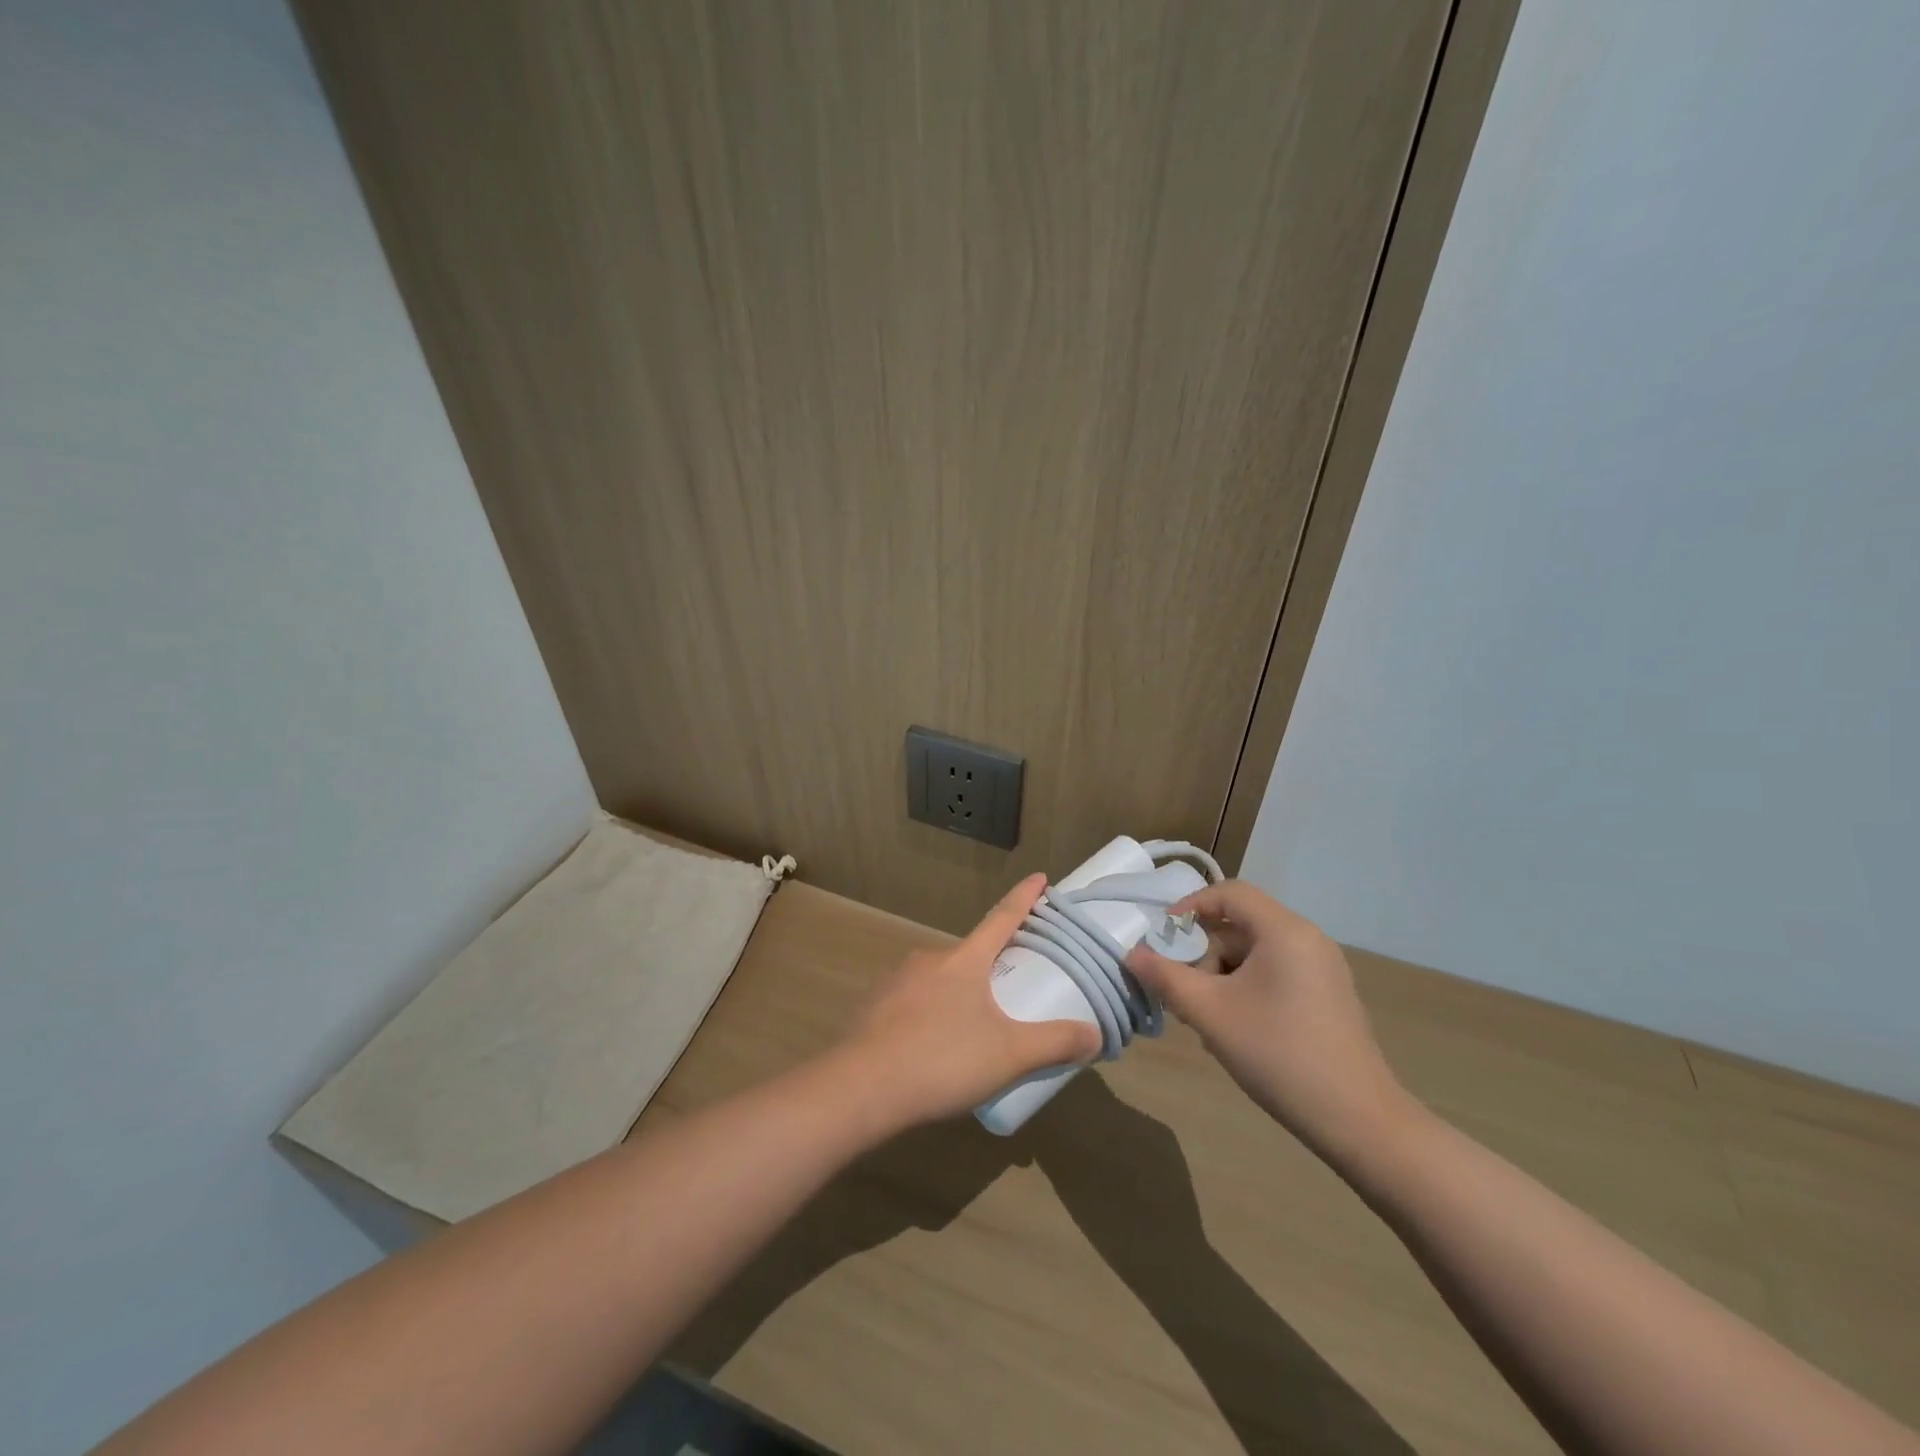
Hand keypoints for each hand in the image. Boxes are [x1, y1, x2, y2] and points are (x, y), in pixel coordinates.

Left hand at [839, 874, 1101, 1128]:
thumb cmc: (942, 1059)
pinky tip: (933, 1047)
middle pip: (970, 953)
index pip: (1002, 918)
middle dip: (991, 965)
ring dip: (958, 994)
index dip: (1024, 898)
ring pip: (939, 980)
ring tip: (972, 1030)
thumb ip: (1055, 1043)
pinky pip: (913, 1002)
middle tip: (1010, 989)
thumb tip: (1096, 1035)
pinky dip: (930, 1015)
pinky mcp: (875, 1007)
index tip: (1039, 876)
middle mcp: (929, 960)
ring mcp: (897, 981)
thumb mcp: (1009, 1055)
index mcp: (964, 960)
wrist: (862, 1087)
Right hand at [1126, 881, 1410, 1158]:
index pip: (1229, 892)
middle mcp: (1308, 939)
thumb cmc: (1279, 1055)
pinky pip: (1274, 975)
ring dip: (1221, 978)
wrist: (1359, 1122)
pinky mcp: (1327, 997)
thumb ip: (1166, 978)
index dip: (1189, 907)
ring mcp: (1322, 969)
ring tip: (1206, 1021)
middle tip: (1182, 993)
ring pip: (1255, 954)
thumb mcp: (1211, 1013)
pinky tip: (1236, 1031)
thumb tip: (1132, 954)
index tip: (1163, 939)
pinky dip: (1246, 990)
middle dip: (1203, 954)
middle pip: (1240, 925)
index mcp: (1285, 931)